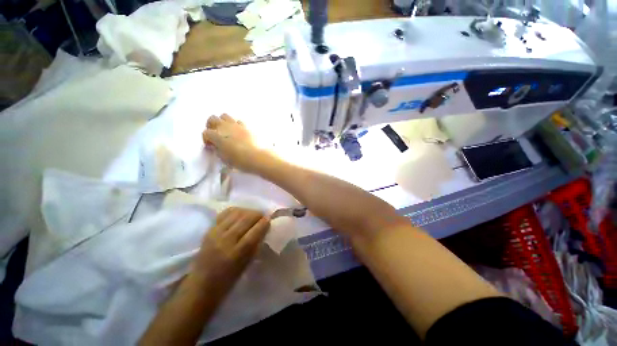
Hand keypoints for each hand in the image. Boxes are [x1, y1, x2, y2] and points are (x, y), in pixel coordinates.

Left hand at [191, 207, 270, 296]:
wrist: (201, 284)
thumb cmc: (228, 279)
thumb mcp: (246, 264)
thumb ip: (255, 245)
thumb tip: (264, 228)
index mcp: (236, 254)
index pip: (254, 232)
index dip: (263, 223)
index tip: (269, 219)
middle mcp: (225, 241)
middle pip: (245, 219)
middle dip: (257, 215)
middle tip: (262, 216)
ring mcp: (215, 233)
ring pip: (236, 214)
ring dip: (248, 211)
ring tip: (252, 214)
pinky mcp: (209, 229)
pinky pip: (225, 213)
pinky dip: (236, 211)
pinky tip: (241, 213)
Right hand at [202, 114, 264, 172]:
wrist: (255, 157)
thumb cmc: (237, 160)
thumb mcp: (223, 157)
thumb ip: (217, 149)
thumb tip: (217, 146)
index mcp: (216, 135)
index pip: (206, 133)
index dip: (206, 139)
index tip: (211, 146)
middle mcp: (225, 127)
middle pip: (212, 119)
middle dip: (211, 125)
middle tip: (215, 134)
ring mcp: (236, 125)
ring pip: (225, 116)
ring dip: (223, 122)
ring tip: (226, 131)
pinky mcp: (246, 127)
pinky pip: (238, 122)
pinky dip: (236, 125)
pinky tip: (238, 133)